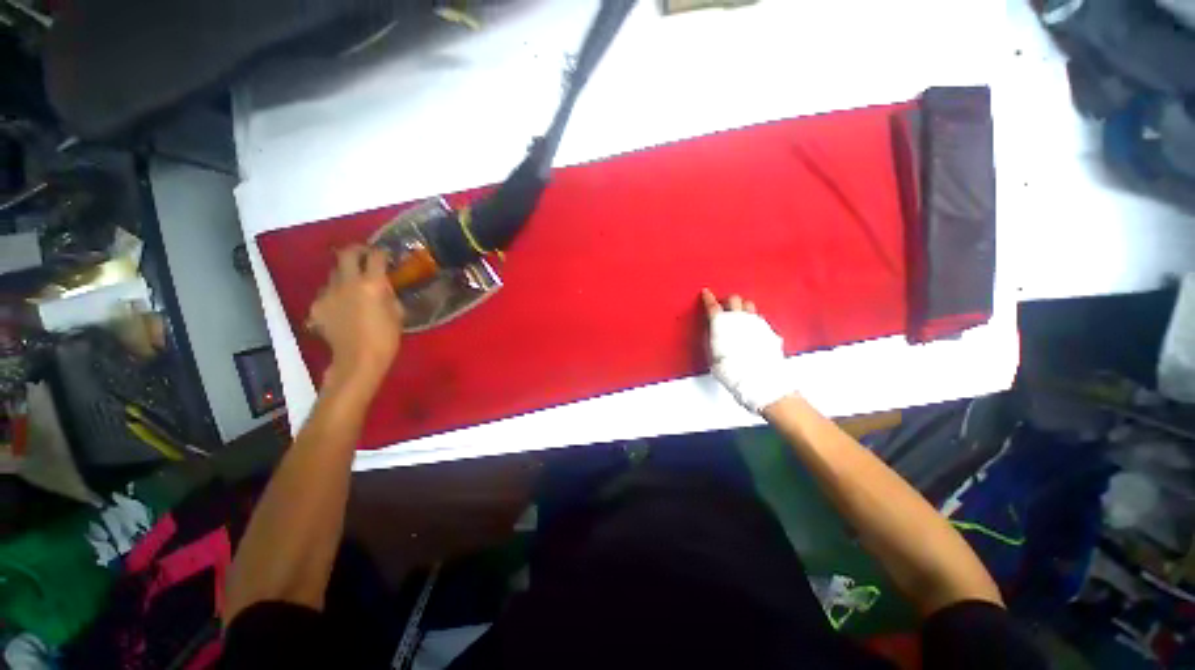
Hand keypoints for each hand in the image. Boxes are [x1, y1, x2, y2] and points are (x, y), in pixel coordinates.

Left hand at [308, 246, 403, 391]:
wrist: (358, 360)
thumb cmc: (386, 338)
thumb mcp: (398, 313)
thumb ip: (389, 294)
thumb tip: (384, 285)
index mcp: (372, 284)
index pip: (375, 256)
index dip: (382, 252)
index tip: (386, 255)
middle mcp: (347, 282)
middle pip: (346, 254)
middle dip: (357, 250)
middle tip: (364, 255)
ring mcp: (328, 293)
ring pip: (334, 273)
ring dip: (345, 273)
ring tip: (353, 284)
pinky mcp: (317, 306)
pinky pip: (326, 292)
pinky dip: (335, 293)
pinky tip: (342, 305)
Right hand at [701, 289, 795, 412]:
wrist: (758, 379)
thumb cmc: (731, 370)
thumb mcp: (712, 356)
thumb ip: (712, 340)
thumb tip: (713, 334)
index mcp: (721, 322)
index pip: (712, 305)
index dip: (708, 298)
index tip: (706, 293)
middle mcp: (739, 318)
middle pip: (734, 299)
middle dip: (728, 301)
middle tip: (725, 307)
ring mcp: (756, 322)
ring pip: (749, 305)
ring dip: (743, 308)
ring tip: (740, 316)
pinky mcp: (769, 330)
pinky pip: (760, 319)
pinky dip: (754, 321)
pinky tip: (753, 330)